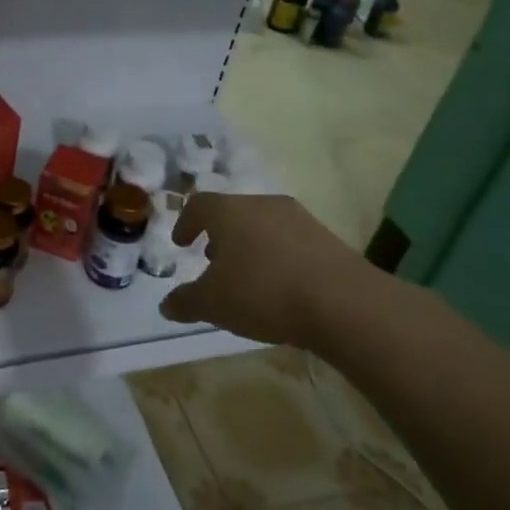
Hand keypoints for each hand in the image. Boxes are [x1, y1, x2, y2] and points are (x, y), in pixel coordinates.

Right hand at [158, 192, 412, 360]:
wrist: (343, 302)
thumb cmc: (263, 293)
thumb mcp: (213, 304)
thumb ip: (186, 302)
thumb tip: (166, 305)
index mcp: (229, 212)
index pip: (199, 205)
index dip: (186, 223)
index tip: (182, 243)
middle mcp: (262, 205)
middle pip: (233, 212)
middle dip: (220, 235)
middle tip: (213, 260)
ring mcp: (299, 218)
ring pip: (263, 225)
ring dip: (250, 245)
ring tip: (247, 276)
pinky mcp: (327, 238)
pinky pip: (290, 241)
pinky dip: (277, 256)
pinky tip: (281, 285)